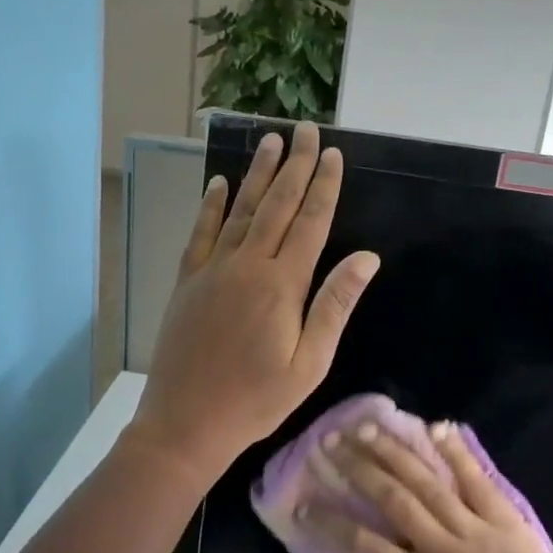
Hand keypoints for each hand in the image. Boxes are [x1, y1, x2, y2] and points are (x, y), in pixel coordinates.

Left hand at [127, 123, 380, 487]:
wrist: (185, 421)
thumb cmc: (256, 400)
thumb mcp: (309, 363)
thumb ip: (335, 306)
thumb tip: (367, 257)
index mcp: (282, 285)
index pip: (310, 223)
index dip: (324, 187)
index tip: (333, 155)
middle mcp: (247, 265)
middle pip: (277, 205)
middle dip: (295, 166)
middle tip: (306, 131)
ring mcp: (213, 269)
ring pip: (241, 210)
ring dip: (258, 174)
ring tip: (270, 141)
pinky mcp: (187, 280)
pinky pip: (201, 233)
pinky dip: (211, 205)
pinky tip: (219, 183)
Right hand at [301, 421, 552, 552]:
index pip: (365, 548)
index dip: (329, 525)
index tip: (302, 503)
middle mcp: (443, 550)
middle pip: (393, 500)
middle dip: (357, 468)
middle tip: (330, 442)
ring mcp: (475, 529)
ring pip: (427, 482)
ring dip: (393, 452)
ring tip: (365, 428)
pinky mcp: (504, 518)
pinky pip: (476, 479)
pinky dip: (455, 452)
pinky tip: (434, 426)